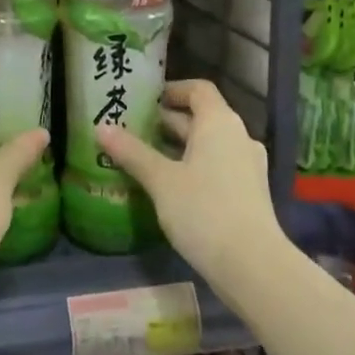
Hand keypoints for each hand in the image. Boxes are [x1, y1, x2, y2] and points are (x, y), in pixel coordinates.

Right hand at [96, 80, 283, 292]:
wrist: (252, 265)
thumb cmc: (204, 210)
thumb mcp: (161, 180)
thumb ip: (131, 152)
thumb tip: (101, 127)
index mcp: (219, 122)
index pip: (198, 89)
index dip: (172, 90)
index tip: (144, 100)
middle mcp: (238, 136)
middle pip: (201, 117)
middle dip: (166, 122)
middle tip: (131, 130)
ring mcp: (247, 165)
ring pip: (208, 145)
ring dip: (177, 147)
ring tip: (143, 158)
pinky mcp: (248, 192)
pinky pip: (216, 166)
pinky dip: (192, 167)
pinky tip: (168, 187)